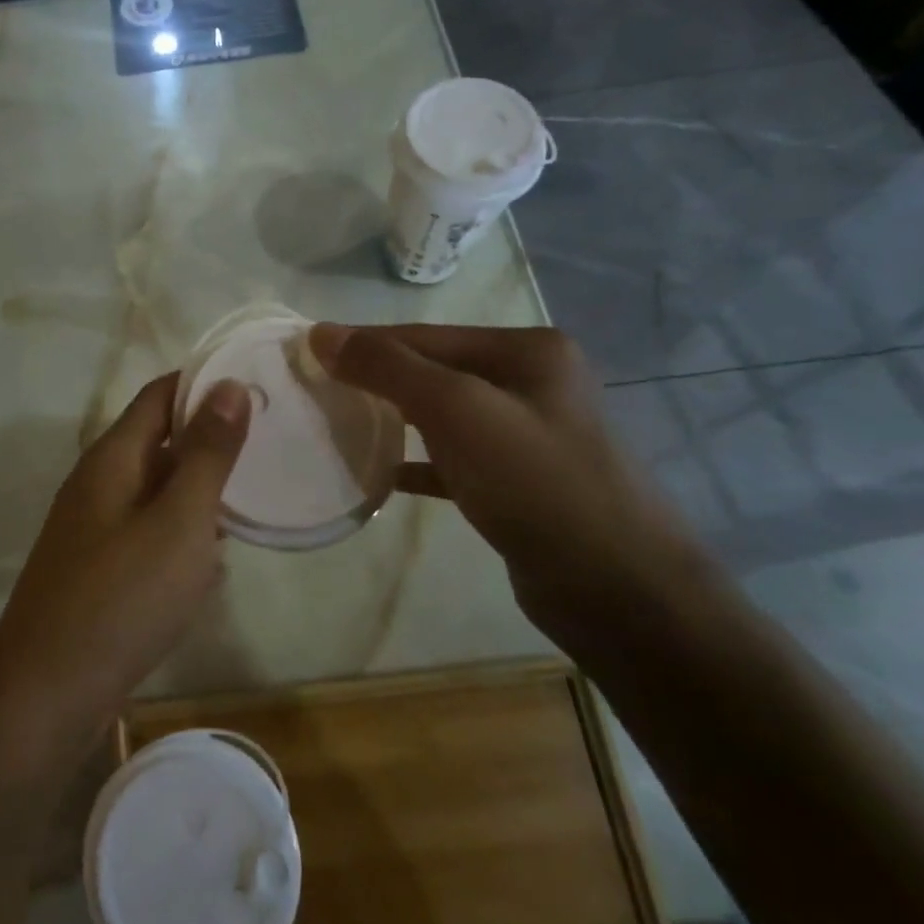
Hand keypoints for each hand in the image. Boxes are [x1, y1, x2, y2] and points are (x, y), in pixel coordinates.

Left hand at [0, 373, 250, 752]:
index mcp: (112, 458)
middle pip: (159, 440)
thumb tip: (229, 385)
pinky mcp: (99, 569)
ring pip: (157, 490)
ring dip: (199, 490)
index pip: (160, 394)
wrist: (46, 696)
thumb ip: (206, 454)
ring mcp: (94, 528)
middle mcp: (98, 483)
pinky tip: (213, 559)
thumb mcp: (178, 521)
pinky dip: (182, 534)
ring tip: (253, 496)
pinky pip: (149, 533)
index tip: (257, 384)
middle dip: (210, 439)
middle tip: (270, 442)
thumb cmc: (121, 599)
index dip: (205, 383)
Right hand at [308, 323, 718, 650]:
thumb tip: (322, 334)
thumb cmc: (536, 482)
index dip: (364, 343)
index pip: (425, 335)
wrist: (617, 589)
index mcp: (526, 350)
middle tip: (315, 392)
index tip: (306, 353)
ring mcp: (526, 435)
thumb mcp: (457, 410)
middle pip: (432, 370)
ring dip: (391, 419)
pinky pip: (452, 460)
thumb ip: (388, 367)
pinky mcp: (516, 483)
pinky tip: (380, 474)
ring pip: (440, 415)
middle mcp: (530, 383)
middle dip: (375, 380)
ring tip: (337, 425)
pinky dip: (416, 462)